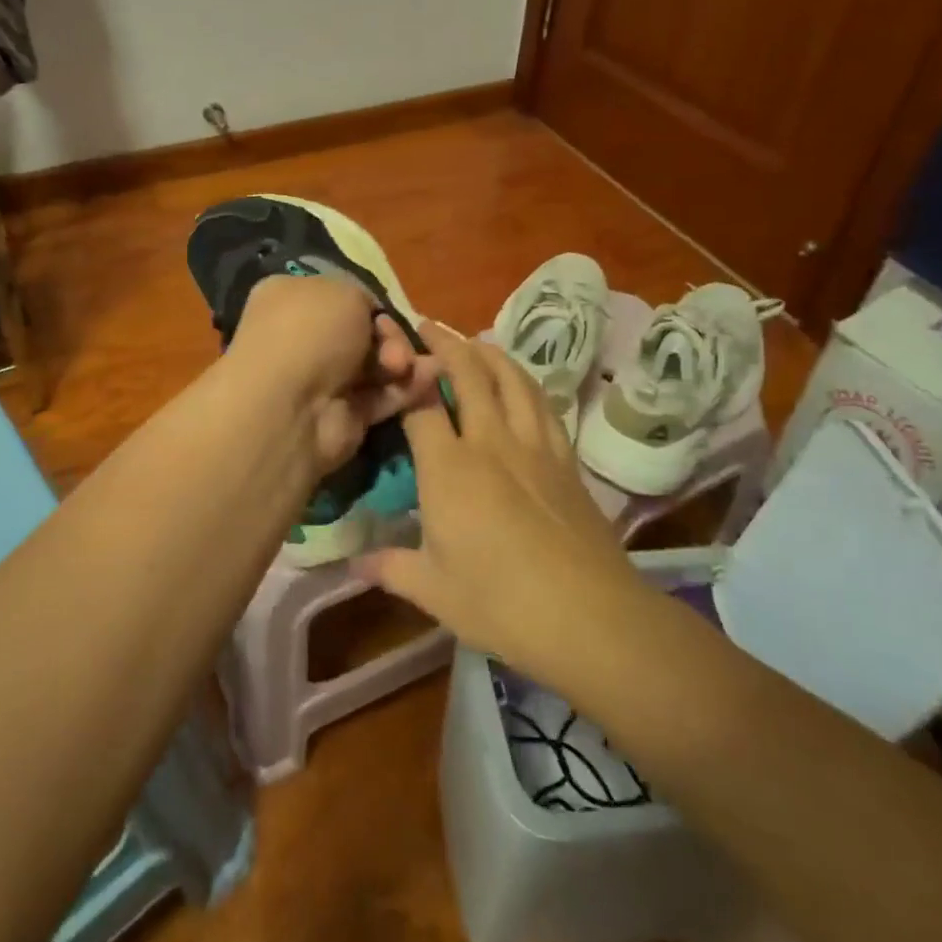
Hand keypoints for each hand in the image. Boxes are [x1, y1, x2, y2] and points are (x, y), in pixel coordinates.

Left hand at [224, 274, 441, 473]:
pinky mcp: (343, 416)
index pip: (338, 296)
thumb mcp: (344, 291)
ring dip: (402, 362)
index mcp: (289, 299)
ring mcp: (321, 380)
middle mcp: (301, 338)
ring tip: (412, 366)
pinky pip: (382, 396)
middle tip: (395, 348)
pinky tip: (429, 380)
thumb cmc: (310, 332)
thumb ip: (364, 298)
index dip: (368, 304)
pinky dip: (406, 389)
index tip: (385, 311)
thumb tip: (371, 318)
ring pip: (375, 365)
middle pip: (362, 332)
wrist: (292, 406)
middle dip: (388, 336)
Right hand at [355, 325, 642, 688]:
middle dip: (445, 344)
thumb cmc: (500, 603)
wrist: (588, 615)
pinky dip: (525, 381)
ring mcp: (533, 445)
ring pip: (511, 379)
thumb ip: (390, 568)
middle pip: (468, 374)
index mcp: (449, 468)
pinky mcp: (565, 458)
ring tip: (474, 342)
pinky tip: (521, 382)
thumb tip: (353, 564)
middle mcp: (490, 441)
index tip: (393, 361)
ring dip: (489, 352)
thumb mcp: (433, 591)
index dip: (405, 378)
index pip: (420, 405)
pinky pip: (543, 403)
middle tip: (428, 326)